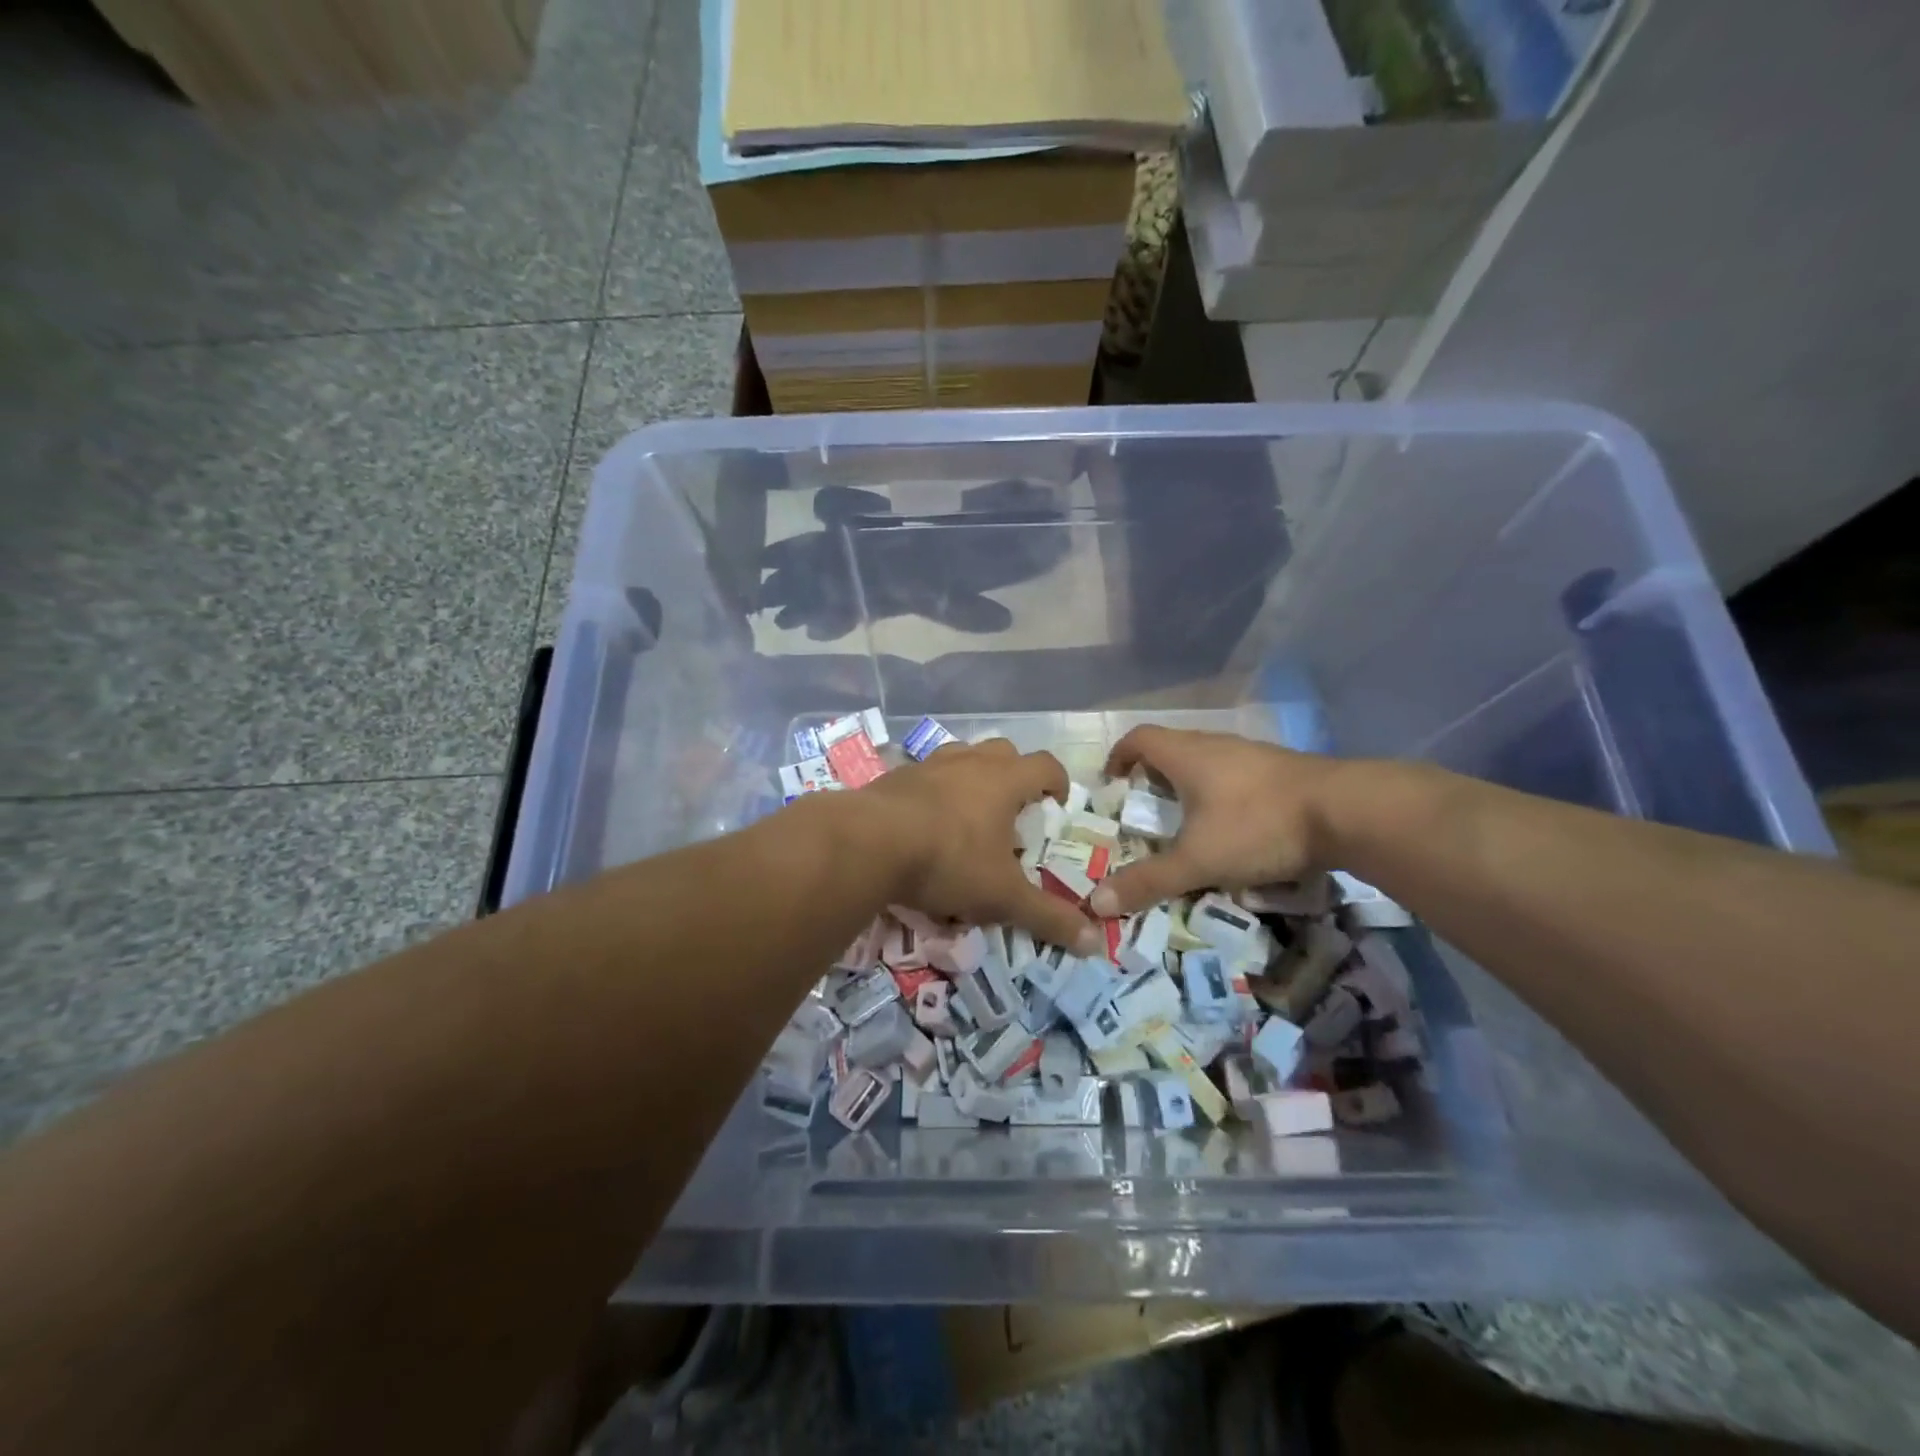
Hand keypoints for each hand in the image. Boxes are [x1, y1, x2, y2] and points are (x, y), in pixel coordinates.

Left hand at [862, 738, 1103, 954]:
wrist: (868, 843)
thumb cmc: (948, 861)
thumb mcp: (1002, 896)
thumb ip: (1047, 917)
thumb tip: (1094, 943)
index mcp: (1004, 780)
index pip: (1045, 765)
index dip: (1057, 782)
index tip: (1056, 806)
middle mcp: (969, 762)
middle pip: (1004, 752)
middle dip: (1014, 775)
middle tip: (1013, 810)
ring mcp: (929, 765)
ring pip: (962, 756)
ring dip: (972, 777)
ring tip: (969, 813)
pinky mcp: (895, 776)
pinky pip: (925, 775)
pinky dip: (934, 790)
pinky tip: (924, 822)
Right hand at [1089, 727, 1340, 917]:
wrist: (1348, 812)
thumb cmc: (1258, 826)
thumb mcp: (1198, 860)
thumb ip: (1149, 881)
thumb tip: (1095, 903)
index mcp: (1187, 755)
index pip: (1139, 738)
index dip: (1119, 756)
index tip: (1112, 783)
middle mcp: (1216, 745)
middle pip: (1172, 748)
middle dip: (1152, 776)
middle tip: (1146, 810)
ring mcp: (1253, 754)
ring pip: (1207, 761)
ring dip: (1190, 784)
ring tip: (1187, 822)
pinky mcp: (1282, 770)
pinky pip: (1237, 774)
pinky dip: (1222, 793)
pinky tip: (1234, 826)